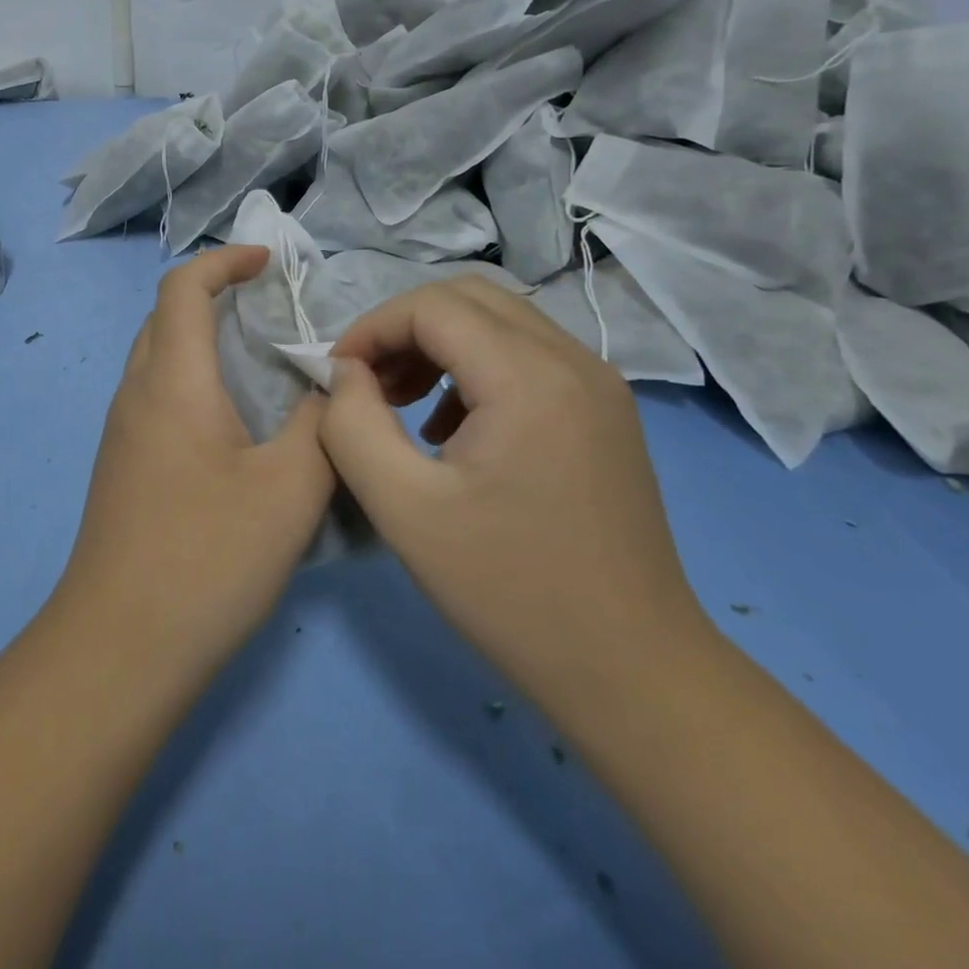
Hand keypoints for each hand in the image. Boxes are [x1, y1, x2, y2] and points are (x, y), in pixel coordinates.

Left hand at [58, 246, 335, 676]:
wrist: (120, 644)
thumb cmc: (206, 557)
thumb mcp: (289, 489)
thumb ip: (320, 424)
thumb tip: (330, 384)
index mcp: (172, 380)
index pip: (183, 287)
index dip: (225, 260)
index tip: (269, 262)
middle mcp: (136, 393)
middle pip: (165, 316)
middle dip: (215, 296)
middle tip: (272, 311)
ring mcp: (121, 432)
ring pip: (158, 358)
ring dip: (203, 340)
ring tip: (262, 364)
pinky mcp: (122, 466)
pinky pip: (156, 396)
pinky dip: (193, 380)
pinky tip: (233, 425)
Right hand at [322, 276, 707, 715]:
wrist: (632, 671)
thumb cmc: (508, 591)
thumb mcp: (402, 507)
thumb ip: (352, 424)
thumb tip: (344, 372)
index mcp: (530, 378)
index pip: (431, 306)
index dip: (371, 328)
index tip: (335, 376)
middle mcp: (574, 360)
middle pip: (468, 297)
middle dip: (402, 327)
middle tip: (367, 382)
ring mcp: (598, 382)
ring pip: (498, 320)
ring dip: (437, 343)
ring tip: (402, 402)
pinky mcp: (604, 410)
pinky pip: (526, 353)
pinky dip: (474, 365)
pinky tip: (452, 427)